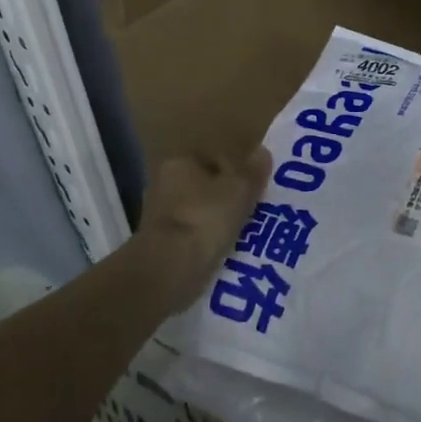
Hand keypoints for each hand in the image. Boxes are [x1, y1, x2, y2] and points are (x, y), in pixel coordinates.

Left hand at [131, 149, 271, 312]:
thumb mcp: (240, 190)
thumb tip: (262, 151)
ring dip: (218, 222)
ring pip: (199, 214)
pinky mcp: (160, 246)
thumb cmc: (206, 218)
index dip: (236, 172)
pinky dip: (207, 243)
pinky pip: (193, 238)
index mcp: (178, 163)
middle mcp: (162, 184)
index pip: (213, 160)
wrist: (170, 269)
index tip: (255, 189)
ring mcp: (158, 217)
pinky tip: (226, 253)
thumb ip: (252, 170)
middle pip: (205, 187)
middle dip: (226, 199)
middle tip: (253, 213)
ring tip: (246, 235)